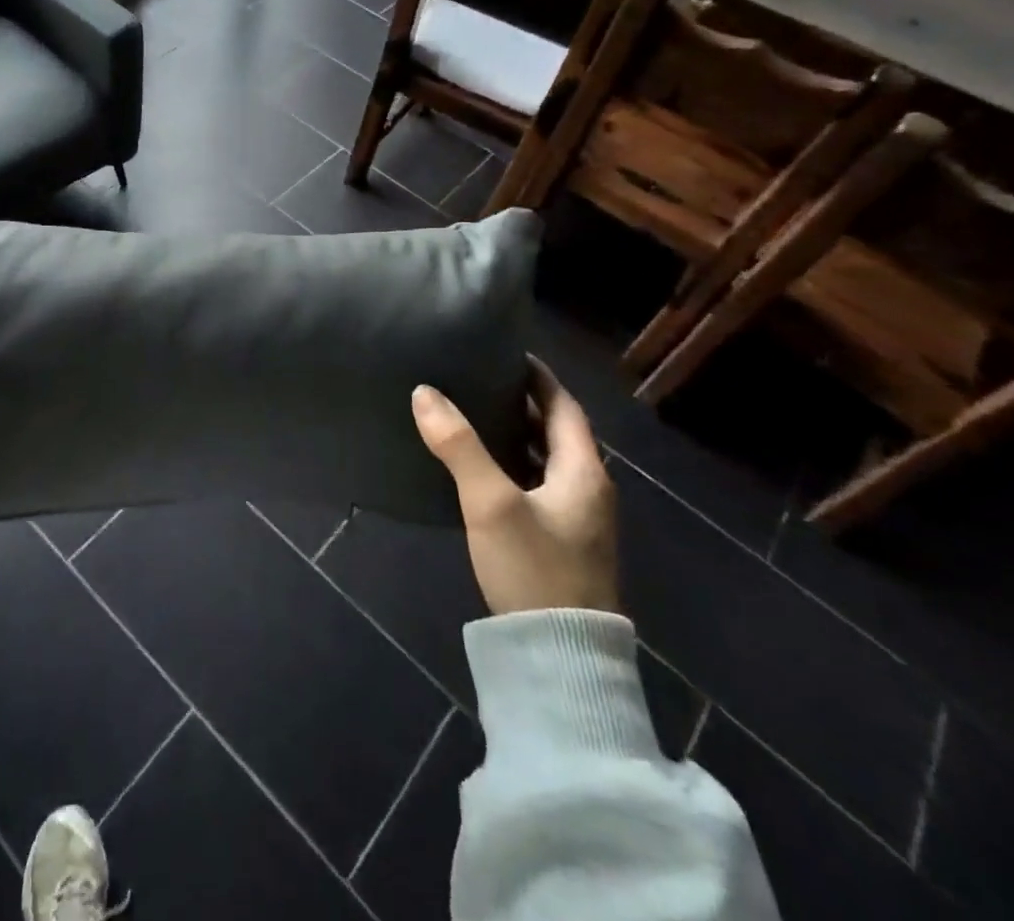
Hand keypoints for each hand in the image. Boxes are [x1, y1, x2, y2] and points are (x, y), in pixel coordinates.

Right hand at [412, 358, 617, 615]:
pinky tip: (481, 471)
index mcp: (584, 471)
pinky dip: (513, 466)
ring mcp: (578, 522)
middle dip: (523, 403)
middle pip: (557, 432)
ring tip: (473, 415)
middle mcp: (589, 490)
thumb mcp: (491, 502)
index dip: (539, 377)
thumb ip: (458, 445)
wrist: (560, 660)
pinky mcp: (562, 545)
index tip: (507, 352)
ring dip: (516, 436)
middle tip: (479, 378)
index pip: (565, 406)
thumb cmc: (534, 569)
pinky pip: (538, 487)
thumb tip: (424, 392)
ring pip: (547, 462)